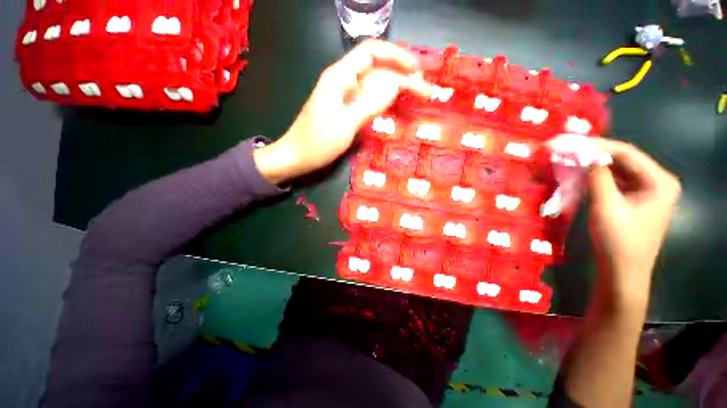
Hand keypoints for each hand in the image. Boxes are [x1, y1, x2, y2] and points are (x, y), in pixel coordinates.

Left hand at [254, 40, 431, 183]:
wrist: (297, 156)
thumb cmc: (317, 142)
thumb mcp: (345, 124)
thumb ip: (369, 103)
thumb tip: (396, 85)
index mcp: (339, 77)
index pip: (372, 52)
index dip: (397, 56)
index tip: (417, 70)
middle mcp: (343, 81)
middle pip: (377, 69)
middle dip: (402, 75)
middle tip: (424, 90)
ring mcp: (345, 96)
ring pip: (375, 84)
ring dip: (397, 88)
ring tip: (417, 96)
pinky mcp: (347, 109)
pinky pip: (369, 99)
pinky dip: (385, 100)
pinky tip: (396, 105)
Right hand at [587, 138, 680, 307]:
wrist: (622, 272)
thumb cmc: (618, 241)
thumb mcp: (606, 206)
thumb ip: (598, 176)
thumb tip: (584, 153)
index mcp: (660, 181)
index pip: (627, 153)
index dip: (598, 146)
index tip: (571, 142)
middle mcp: (657, 182)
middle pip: (624, 160)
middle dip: (595, 154)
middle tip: (568, 149)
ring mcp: (647, 192)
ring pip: (618, 170)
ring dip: (594, 165)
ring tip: (571, 158)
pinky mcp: (635, 201)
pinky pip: (616, 182)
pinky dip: (598, 177)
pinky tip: (582, 174)